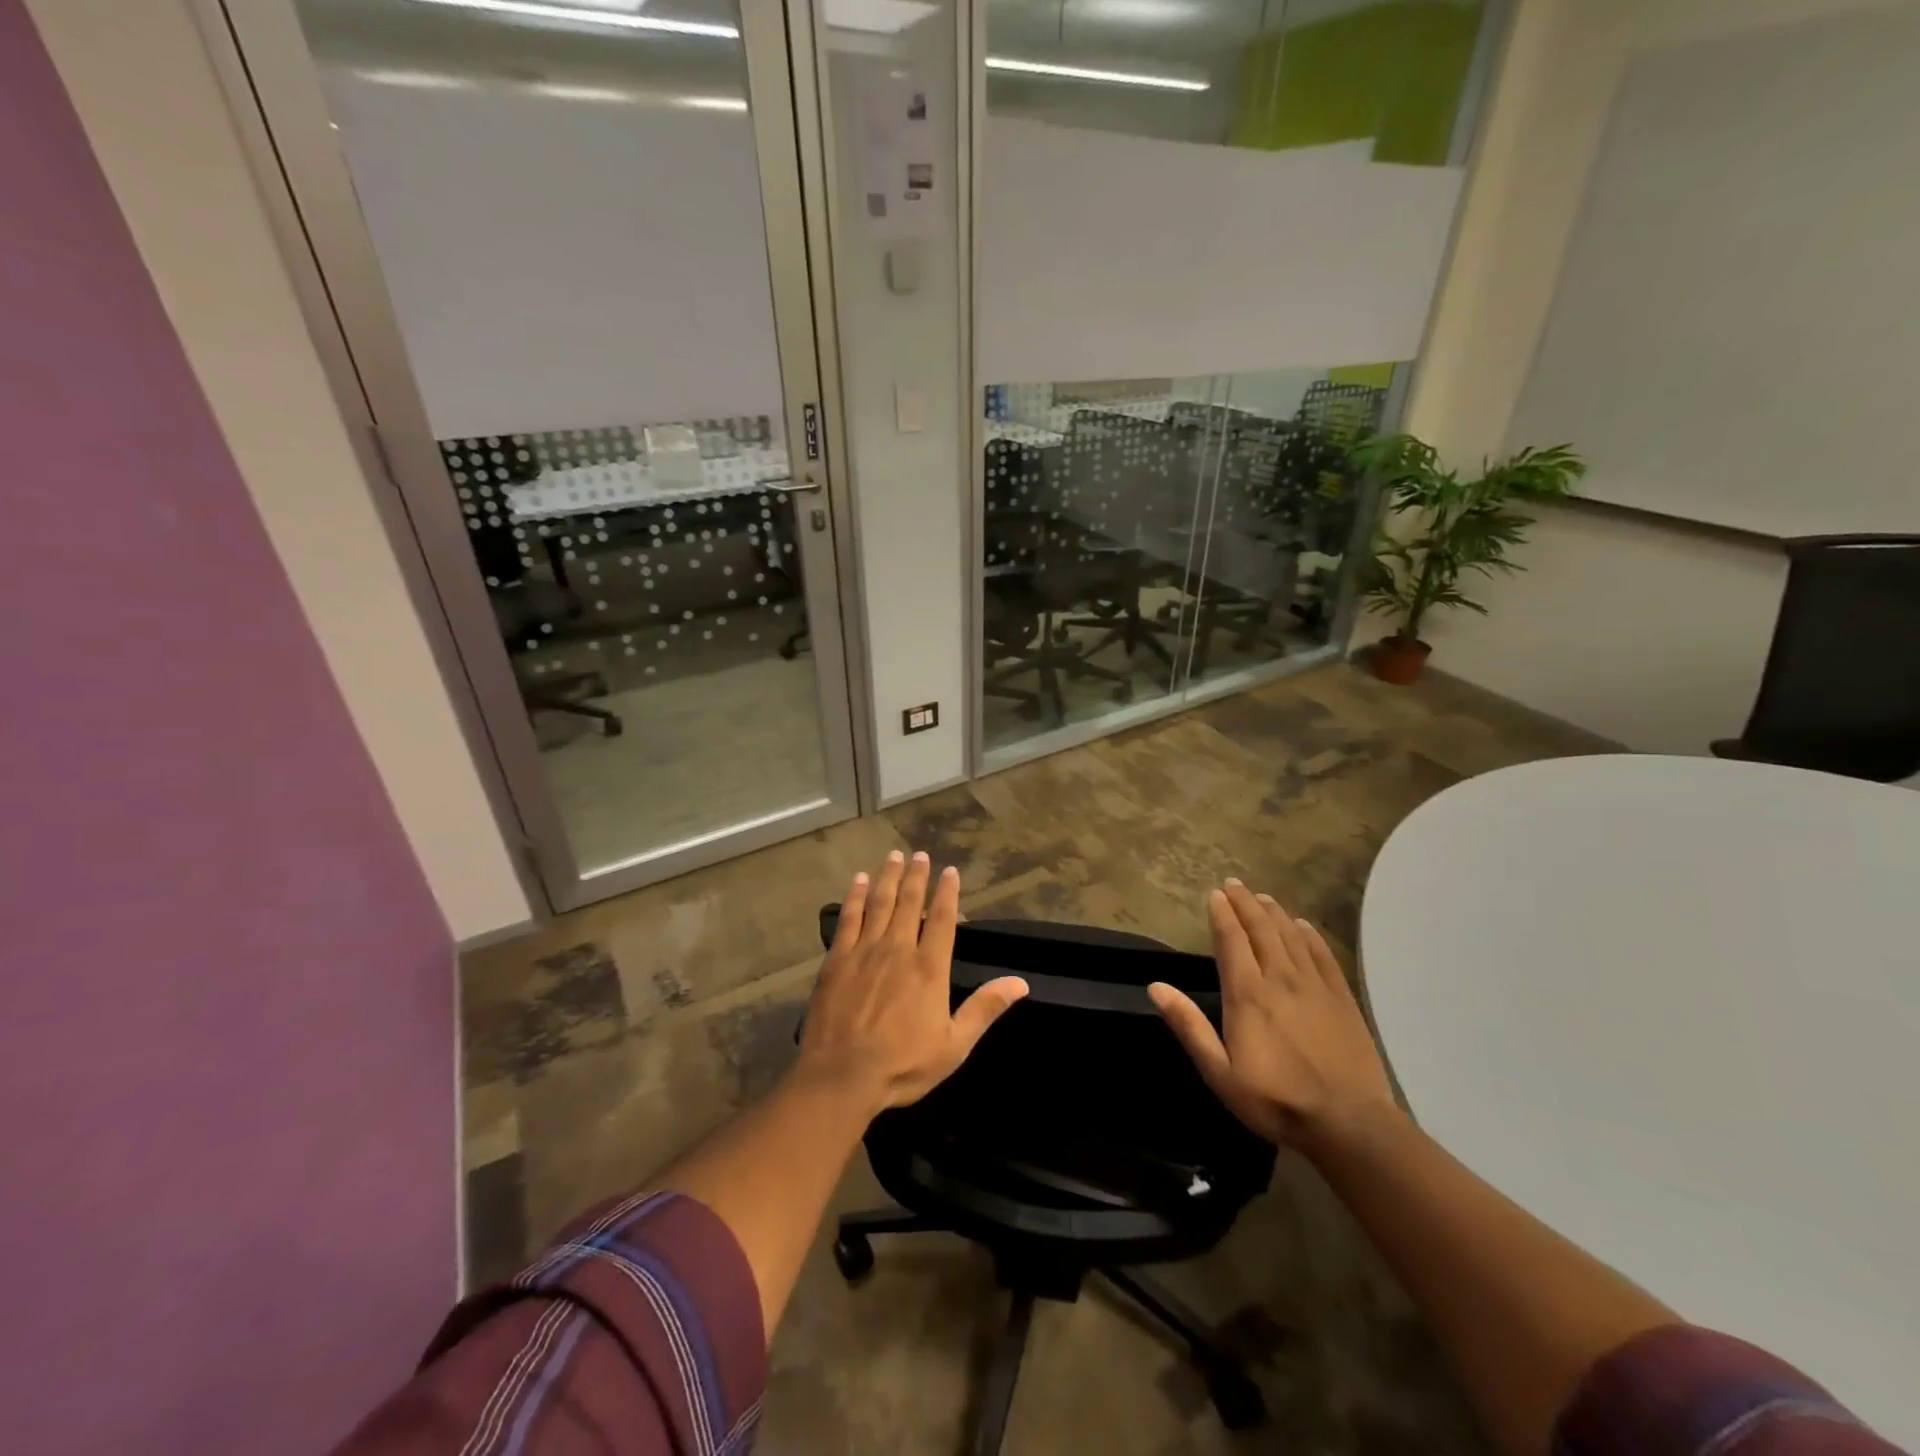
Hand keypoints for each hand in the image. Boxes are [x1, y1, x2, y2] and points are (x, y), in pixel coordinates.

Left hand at [796, 850, 1028, 1113]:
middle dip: (916, 876)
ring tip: (893, 857)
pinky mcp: (837, 959)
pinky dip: (854, 897)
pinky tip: (857, 881)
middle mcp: (898, 949)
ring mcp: (864, 951)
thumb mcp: (954, 1045)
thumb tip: (1021, 982)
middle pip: (909, 902)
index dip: (947, 893)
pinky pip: (848, 918)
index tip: (950, 871)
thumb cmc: (902, 1065)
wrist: (841, 1077)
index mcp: (929, 968)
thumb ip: (985, 1009)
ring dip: (887, 877)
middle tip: (920, 854)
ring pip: (879, 903)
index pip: (941, 919)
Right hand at [1150, 880, 1400, 1149]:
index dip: (1222, 914)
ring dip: (1274, 913)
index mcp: (1247, 994)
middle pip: (1261, 930)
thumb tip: (1156, 986)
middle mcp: (1280, 979)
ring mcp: (1315, 986)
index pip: (1231, 941)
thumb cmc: (1275, 1101)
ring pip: (1291, 936)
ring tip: (1263, 897)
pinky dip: (1310, 935)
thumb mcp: (1219, 1072)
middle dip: (1245, 904)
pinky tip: (1303, 925)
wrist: (1349, 1124)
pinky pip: (1323, 955)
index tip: (1215, 894)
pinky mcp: (1342, 999)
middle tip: (1234, 884)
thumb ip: (1189, 1026)